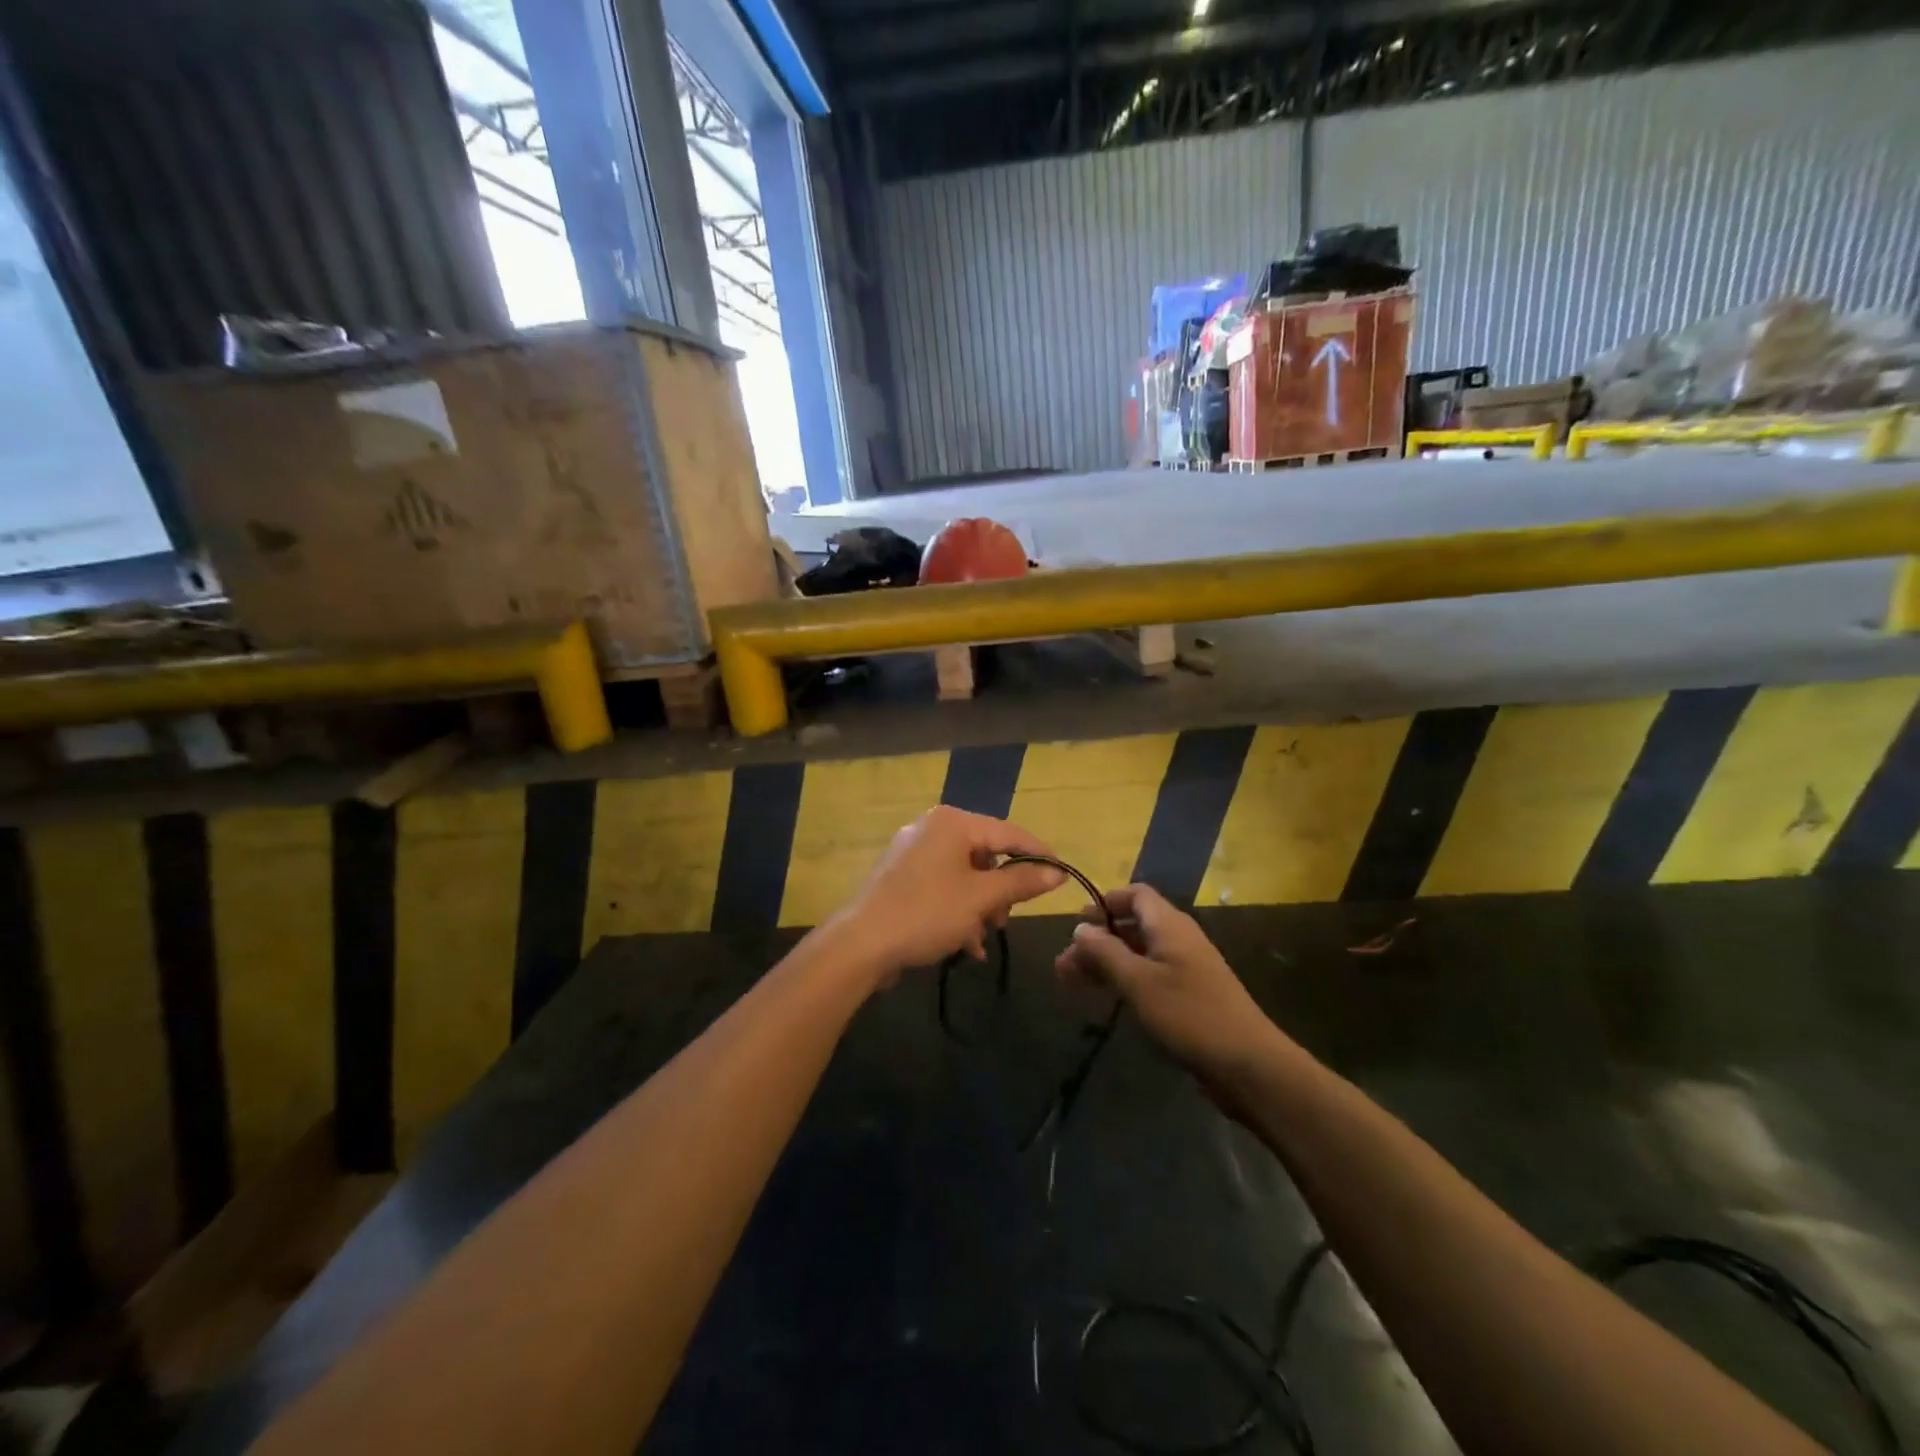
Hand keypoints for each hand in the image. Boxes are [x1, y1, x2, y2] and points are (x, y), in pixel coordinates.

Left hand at [827, 807, 1065, 980]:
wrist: (860, 944)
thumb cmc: (926, 913)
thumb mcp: (981, 899)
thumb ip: (1021, 881)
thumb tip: (1057, 872)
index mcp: (952, 823)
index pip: (1009, 833)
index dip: (1038, 854)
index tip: (1062, 875)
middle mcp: (932, 828)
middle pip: (985, 855)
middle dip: (1000, 892)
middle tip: (1005, 921)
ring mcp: (912, 851)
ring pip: (964, 875)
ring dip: (979, 907)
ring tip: (981, 939)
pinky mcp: (900, 876)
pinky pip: (942, 886)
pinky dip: (957, 910)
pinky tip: (964, 944)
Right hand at [1054, 884, 1284, 1110]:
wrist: (1248, 1065)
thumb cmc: (1188, 1015)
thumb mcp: (1137, 982)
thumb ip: (1105, 952)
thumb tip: (1080, 927)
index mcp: (1169, 925)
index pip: (1135, 894)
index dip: (1105, 903)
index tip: (1076, 924)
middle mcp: (1179, 938)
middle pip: (1132, 924)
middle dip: (1097, 940)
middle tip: (1064, 965)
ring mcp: (1187, 967)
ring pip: (1139, 952)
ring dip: (1107, 962)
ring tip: (1074, 984)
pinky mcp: (1191, 994)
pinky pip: (1151, 974)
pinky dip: (1125, 979)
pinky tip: (1108, 999)